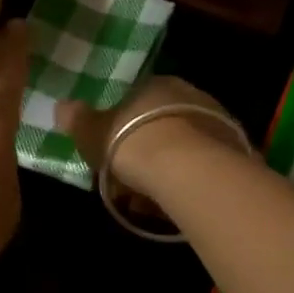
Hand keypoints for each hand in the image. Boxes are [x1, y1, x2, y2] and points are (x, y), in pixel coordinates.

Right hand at [57, 75, 239, 202]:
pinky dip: (183, 186)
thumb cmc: (133, 141)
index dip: (120, 129)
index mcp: (159, 84)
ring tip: (145, 203)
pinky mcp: (232, 155)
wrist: (188, 169)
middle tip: (125, 184)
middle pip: (160, 128)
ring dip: (162, 175)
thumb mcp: (93, 131)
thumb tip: (61, 106)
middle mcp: (192, 97)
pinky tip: (169, 207)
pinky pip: (199, 171)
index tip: (110, 154)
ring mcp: (217, 125)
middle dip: (142, 156)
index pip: (137, 102)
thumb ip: (77, 119)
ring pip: (181, 152)